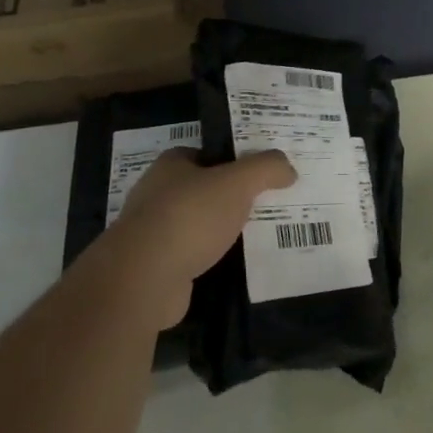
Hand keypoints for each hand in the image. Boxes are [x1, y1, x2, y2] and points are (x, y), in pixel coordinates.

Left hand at [92, 148, 295, 328]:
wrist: (144, 279)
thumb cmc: (190, 217)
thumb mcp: (238, 182)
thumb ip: (266, 168)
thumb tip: (288, 169)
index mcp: (170, 166)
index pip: (202, 154)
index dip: (229, 160)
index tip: (257, 173)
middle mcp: (155, 195)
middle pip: (200, 189)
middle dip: (227, 197)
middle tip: (264, 203)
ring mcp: (152, 234)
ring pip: (196, 225)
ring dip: (219, 230)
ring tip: (256, 235)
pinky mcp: (155, 268)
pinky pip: (191, 256)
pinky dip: (210, 259)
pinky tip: (234, 264)